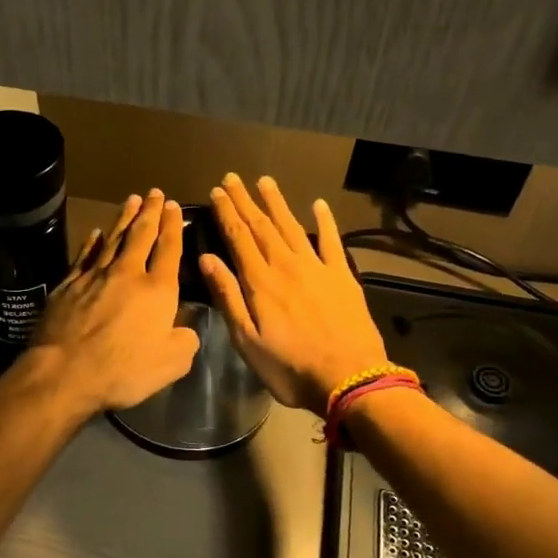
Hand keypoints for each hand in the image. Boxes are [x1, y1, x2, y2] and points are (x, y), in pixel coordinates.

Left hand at [24, 190, 200, 415]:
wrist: (65, 371)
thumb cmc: (123, 370)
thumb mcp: (172, 363)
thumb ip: (185, 341)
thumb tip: (186, 328)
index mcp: (158, 290)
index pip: (169, 250)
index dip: (173, 226)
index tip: (174, 206)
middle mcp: (128, 274)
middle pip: (141, 235)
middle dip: (150, 212)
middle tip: (155, 193)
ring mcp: (94, 276)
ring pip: (113, 239)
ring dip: (124, 218)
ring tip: (132, 200)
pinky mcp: (68, 285)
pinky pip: (84, 256)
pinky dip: (92, 242)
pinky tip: (96, 233)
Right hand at [200, 174, 390, 414]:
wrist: (350, 379)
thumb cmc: (290, 367)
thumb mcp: (247, 340)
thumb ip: (228, 296)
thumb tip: (207, 259)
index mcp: (260, 282)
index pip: (238, 237)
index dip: (227, 213)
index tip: (217, 192)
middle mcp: (286, 266)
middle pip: (262, 226)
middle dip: (245, 200)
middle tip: (232, 178)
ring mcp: (317, 268)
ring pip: (292, 226)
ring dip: (277, 203)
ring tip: (265, 181)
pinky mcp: (342, 277)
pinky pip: (331, 241)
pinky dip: (324, 221)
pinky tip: (318, 205)